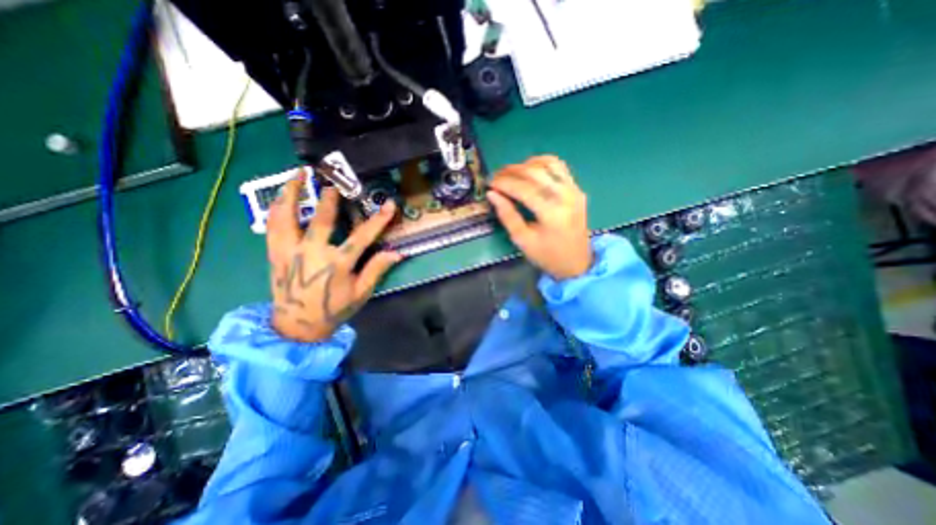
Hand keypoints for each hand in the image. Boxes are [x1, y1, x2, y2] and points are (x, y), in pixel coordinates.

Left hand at [266, 173, 399, 342]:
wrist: (297, 326)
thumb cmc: (333, 309)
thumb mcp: (361, 293)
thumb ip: (377, 270)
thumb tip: (397, 253)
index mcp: (337, 264)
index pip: (363, 236)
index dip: (378, 219)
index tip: (389, 204)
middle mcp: (312, 252)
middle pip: (323, 218)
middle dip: (332, 197)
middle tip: (337, 178)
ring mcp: (289, 250)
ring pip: (288, 215)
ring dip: (293, 192)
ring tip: (298, 173)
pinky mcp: (275, 252)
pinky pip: (273, 225)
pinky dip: (278, 208)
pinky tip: (282, 196)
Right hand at [486, 153, 586, 280]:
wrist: (576, 262)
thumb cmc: (547, 255)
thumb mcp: (522, 240)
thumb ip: (507, 215)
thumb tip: (492, 194)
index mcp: (551, 213)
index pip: (523, 188)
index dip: (504, 183)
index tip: (489, 184)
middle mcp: (565, 196)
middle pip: (534, 172)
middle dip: (511, 171)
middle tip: (496, 177)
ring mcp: (574, 190)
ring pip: (548, 164)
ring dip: (526, 164)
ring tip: (511, 173)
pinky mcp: (577, 189)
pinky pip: (559, 167)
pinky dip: (542, 163)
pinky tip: (530, 170)